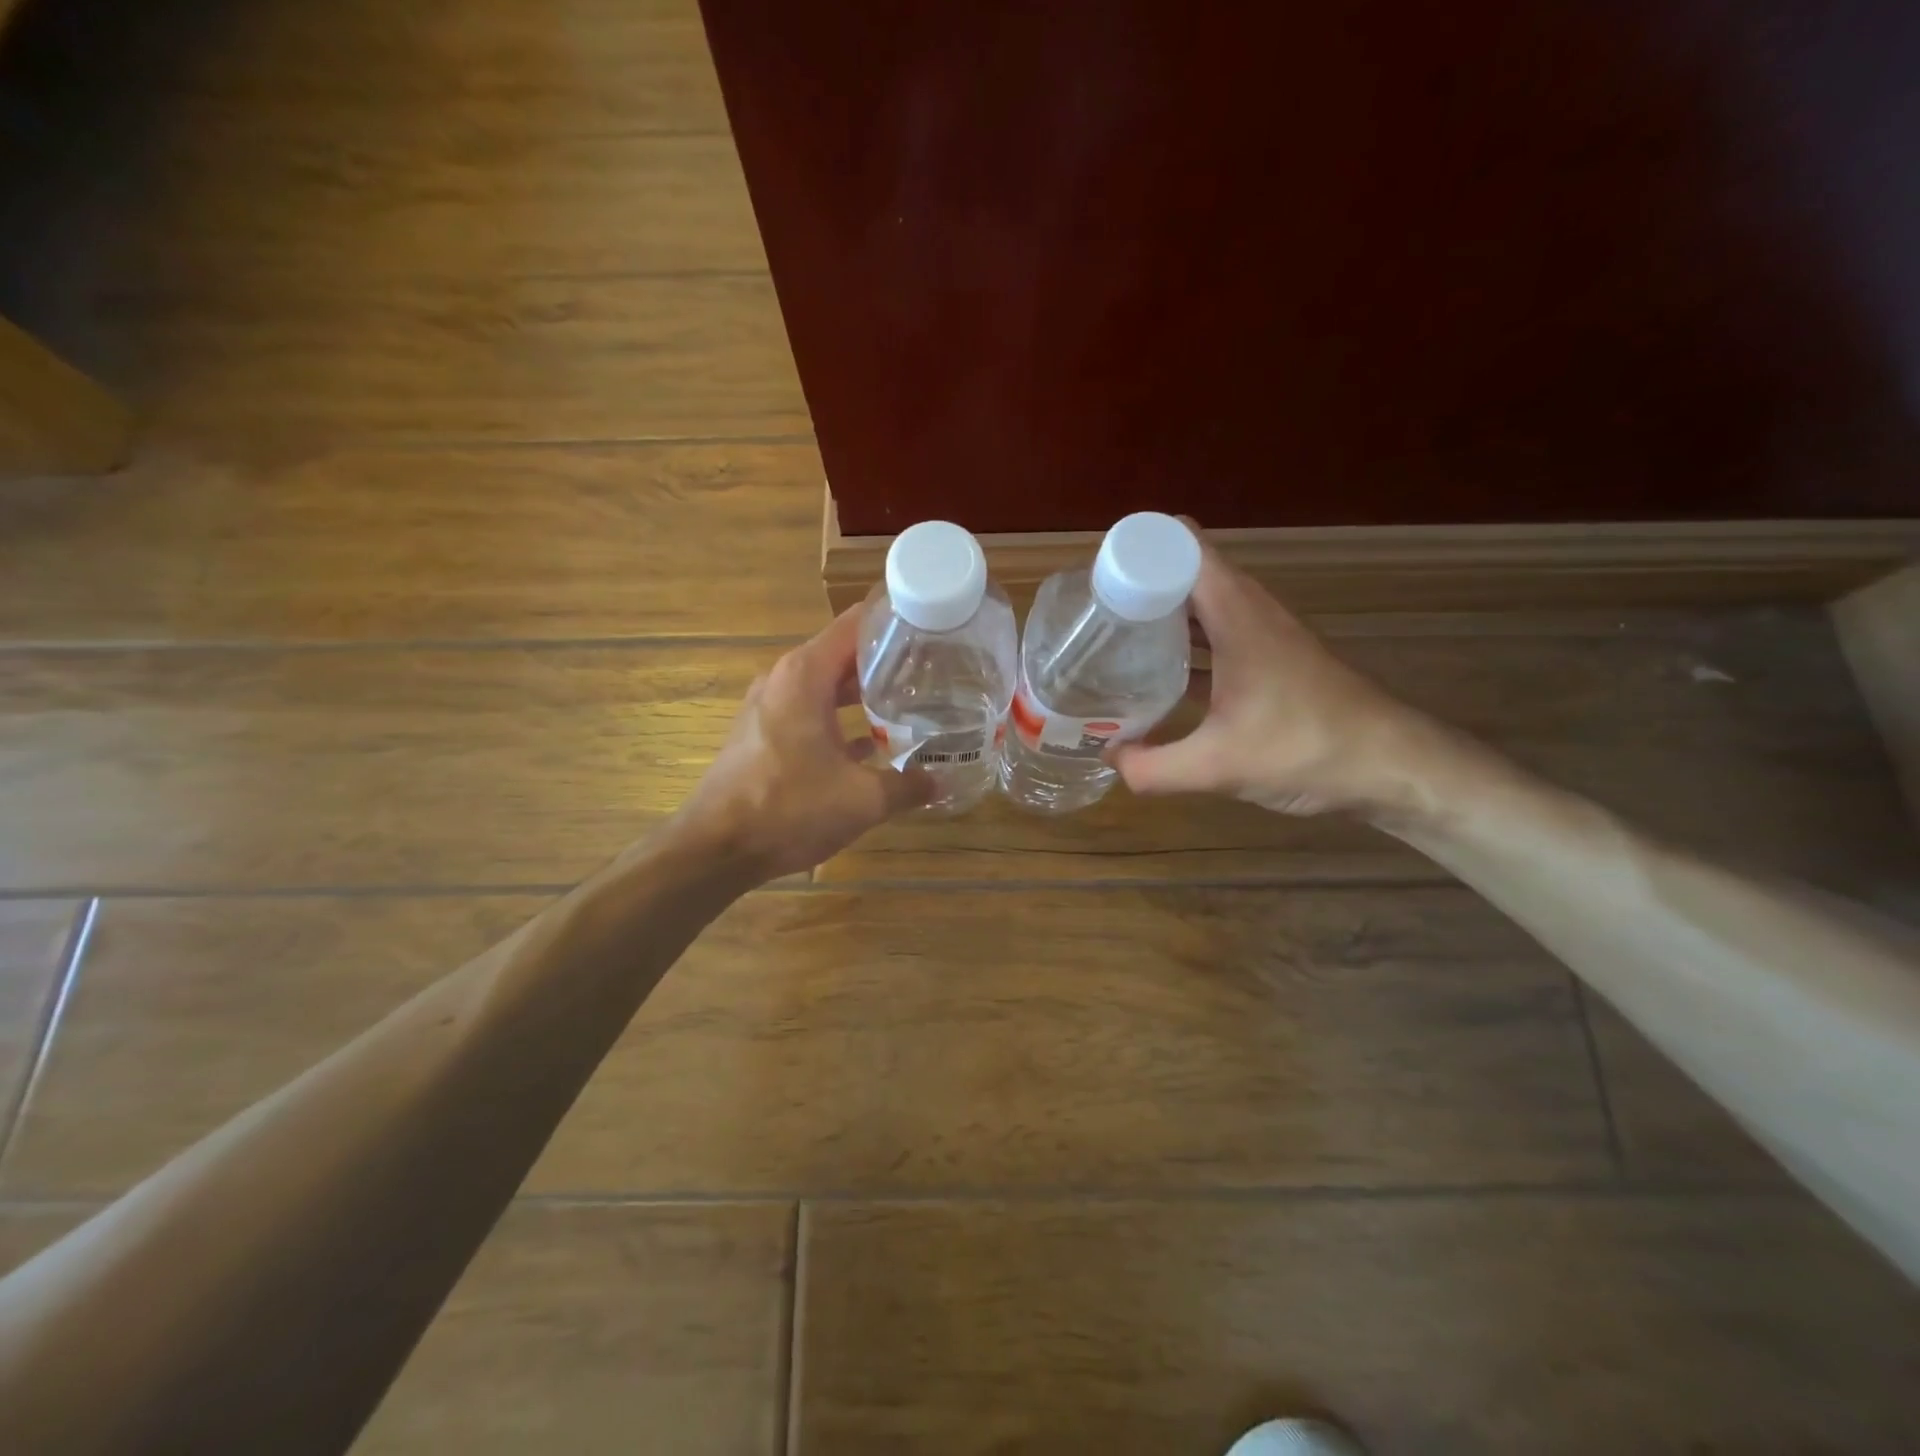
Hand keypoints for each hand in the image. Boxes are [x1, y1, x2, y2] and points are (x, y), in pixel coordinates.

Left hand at [679, 606, 933, 880]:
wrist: (717, 848)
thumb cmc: (789, 808)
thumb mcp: (862, 800)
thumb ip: (907, 786)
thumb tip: (940, 781)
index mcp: (805, 675)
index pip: (856, 623)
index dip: (895, 620)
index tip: (933, 627)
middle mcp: (785, 679)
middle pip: (843, 653)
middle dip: (887, 660)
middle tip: (934, 670)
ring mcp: (770, 707)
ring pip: (827, 686)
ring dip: (864, 693)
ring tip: (910, 702)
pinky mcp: (763, 734)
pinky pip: (810, 712)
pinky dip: (840, 719)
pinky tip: (872, 744)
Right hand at [1112, 532, 1434, 817]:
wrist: (1392, 765)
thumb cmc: (1308, 748)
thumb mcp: (1219, 766)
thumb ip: (1154, 768)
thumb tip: (1110, 760)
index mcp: (1236, 613)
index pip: (1182, 546)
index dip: (1138, 548)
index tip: (1096, 575)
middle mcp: (1249, 610)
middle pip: (1186, 570)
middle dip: (1138, 580)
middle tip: (1093, 610)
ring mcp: (1263, 633)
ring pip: (1201, 601)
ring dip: (1161, 609)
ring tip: (1115, 635)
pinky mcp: (1271, 658)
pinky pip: (1215, 630)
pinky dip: (1185, 639)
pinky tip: (1160, 672)